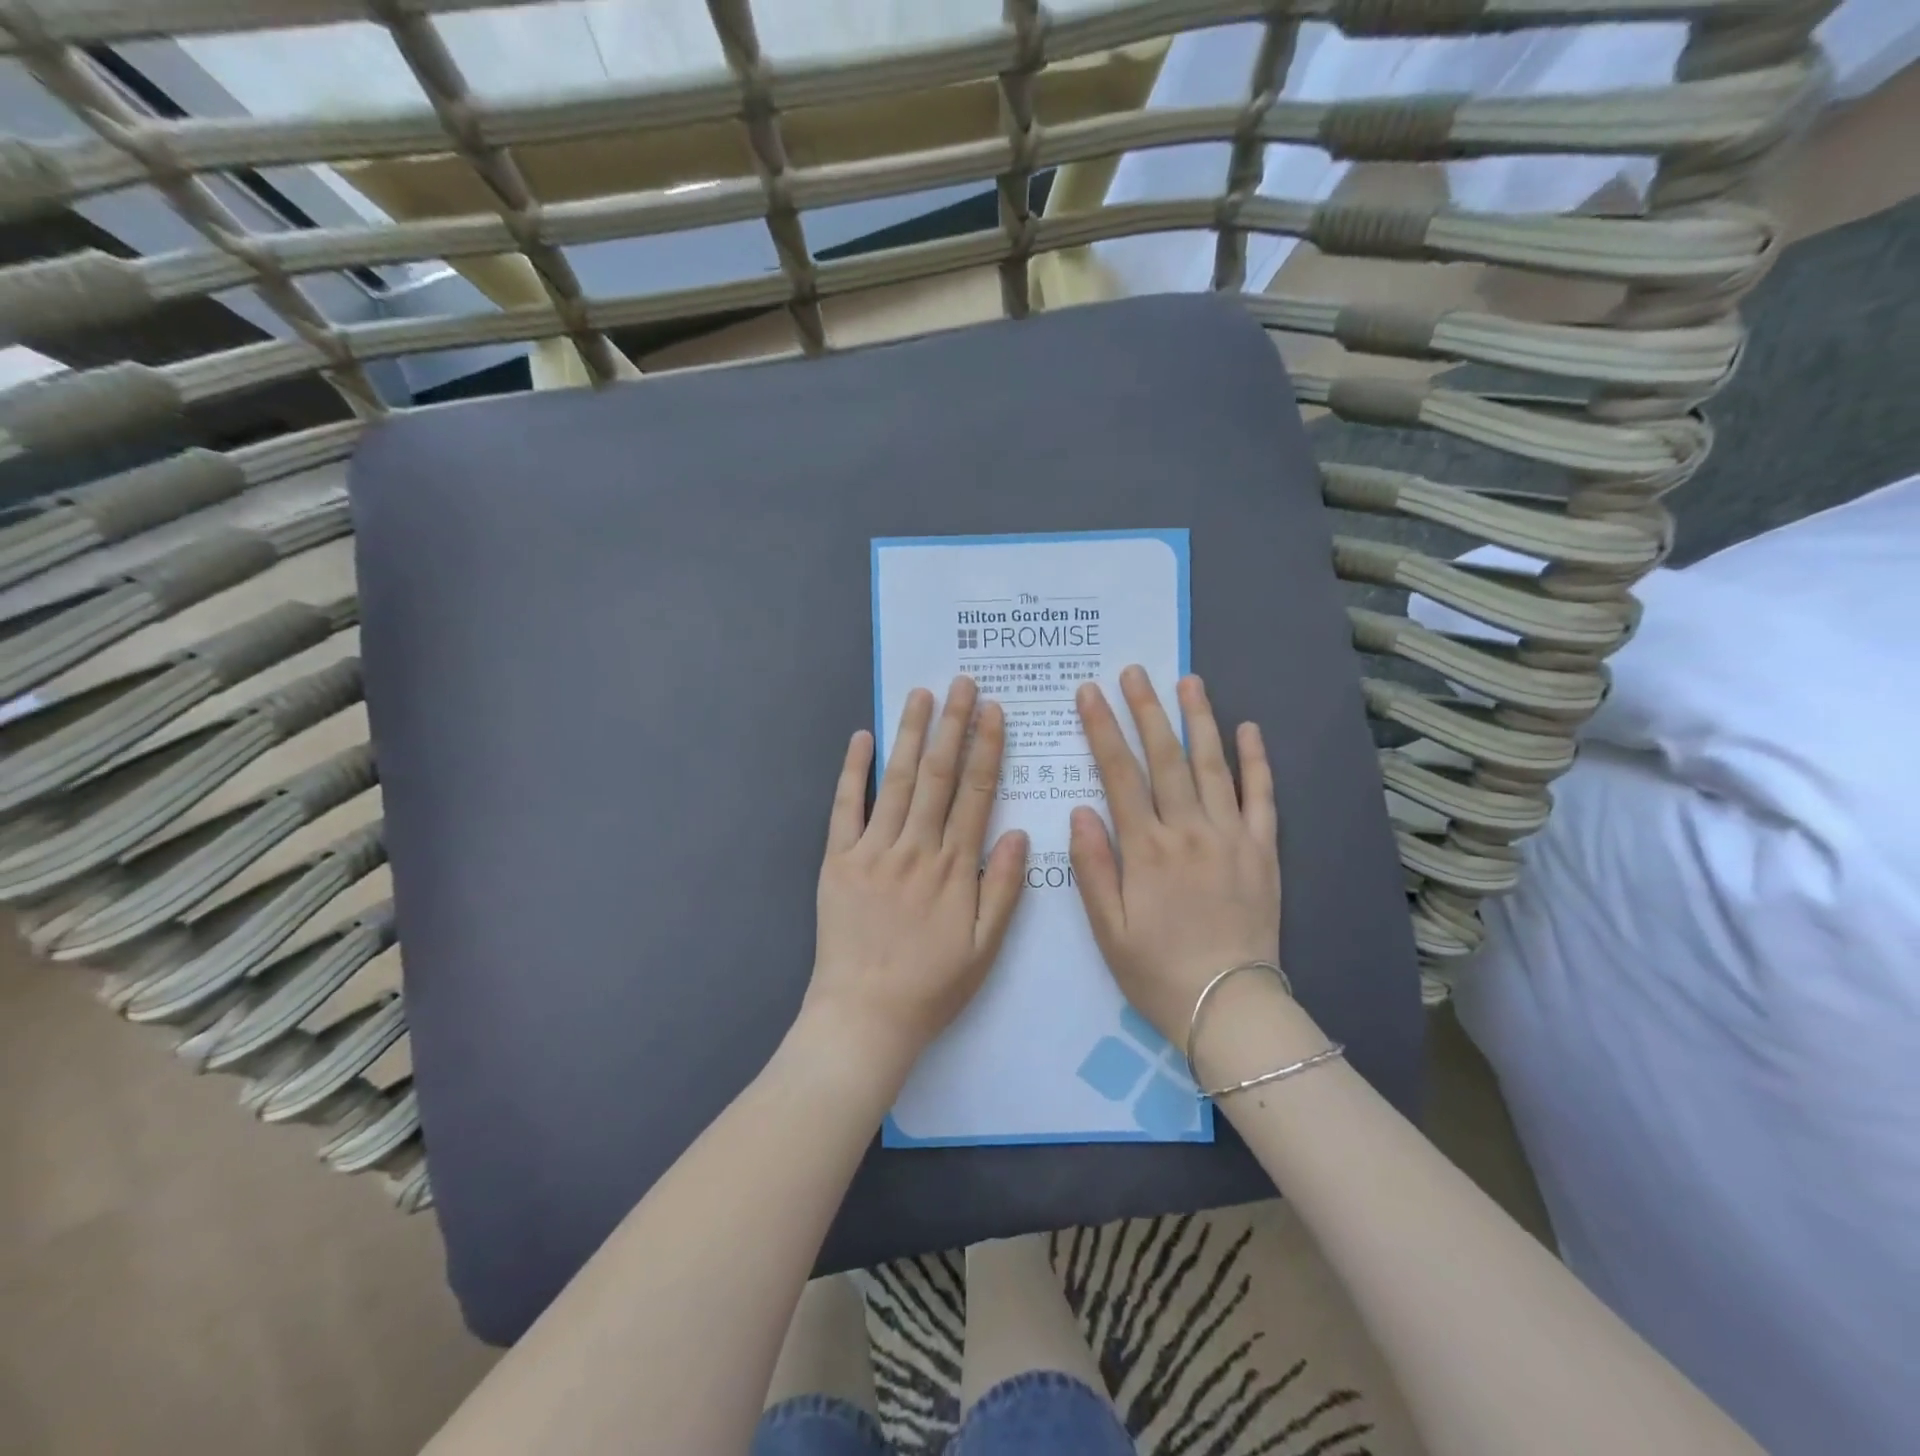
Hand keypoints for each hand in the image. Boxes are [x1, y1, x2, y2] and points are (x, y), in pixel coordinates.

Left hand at [804, 676, 1028, 1076]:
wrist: (864, 1015)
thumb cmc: (931, 985)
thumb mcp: (985, 948)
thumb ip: (1002, 888)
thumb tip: (1016, 831)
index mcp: (953, 867)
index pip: (975, 793)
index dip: (987, 748)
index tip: (994, 711)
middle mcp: (915, 848)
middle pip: (939, 775)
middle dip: (953, 725)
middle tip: (963, 683)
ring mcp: (873, 850)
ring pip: (897, 781)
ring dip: (911, 734)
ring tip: (922, 695)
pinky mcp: (838, 860)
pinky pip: (845, 807)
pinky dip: (853, 771)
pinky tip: (862, 738)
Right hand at [1070, 668, 1280, 1045]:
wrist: (1229, 1006)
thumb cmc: (1156, 970)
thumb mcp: (1107, 928)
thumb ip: (1092, 866)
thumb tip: (1080, 809)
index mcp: (1146, 848)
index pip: (1119, 773)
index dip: (1102, 729)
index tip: (1090, 693)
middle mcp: (1189, 831)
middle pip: (1165, 757)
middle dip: (1146, 710)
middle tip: (1135, 672)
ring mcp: (1231, 836)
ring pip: (1214, 765)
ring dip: (1199, 720)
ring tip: (1188, 681)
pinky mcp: (1264, 850)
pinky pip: (1262, 797)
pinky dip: (1256, 761)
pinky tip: (1248, 729)